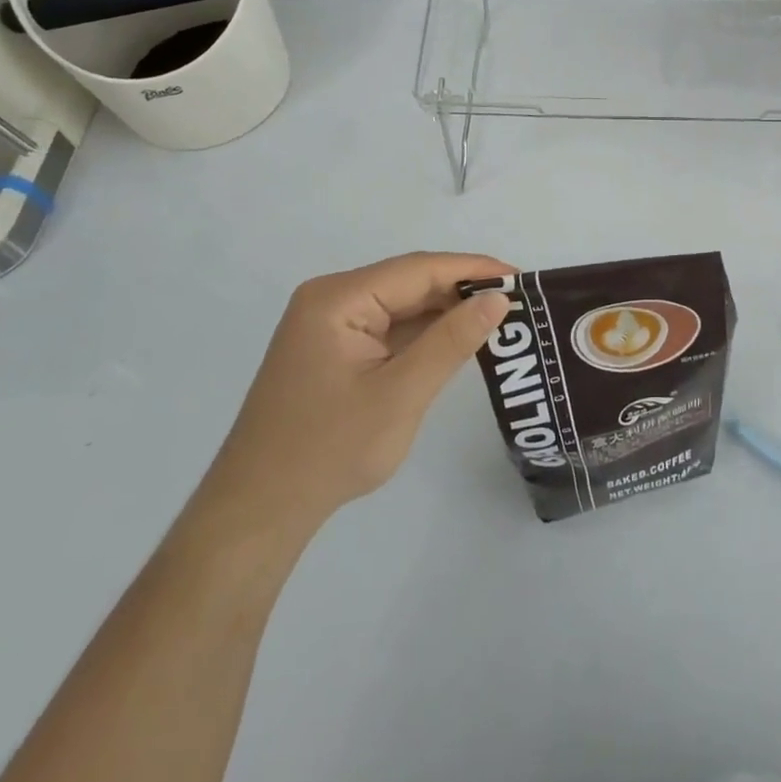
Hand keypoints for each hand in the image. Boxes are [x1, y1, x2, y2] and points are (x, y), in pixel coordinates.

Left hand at [196, 253, 513, 552]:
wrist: (259, 512)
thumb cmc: (329, 450)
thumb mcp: (401, 394)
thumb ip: (452, 341)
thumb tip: (498, 297)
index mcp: (338, 298)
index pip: (419, 269)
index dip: (473, 269)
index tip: (521, 278)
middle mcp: (331, 299)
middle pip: (410, 282)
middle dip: (462, 291)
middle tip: (517, 304)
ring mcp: (329, 324)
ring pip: (401, 305)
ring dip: (445, 313)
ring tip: (498, 320)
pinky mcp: (334, 349)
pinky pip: (388, 328)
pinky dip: (423, 334)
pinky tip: (457, 341)